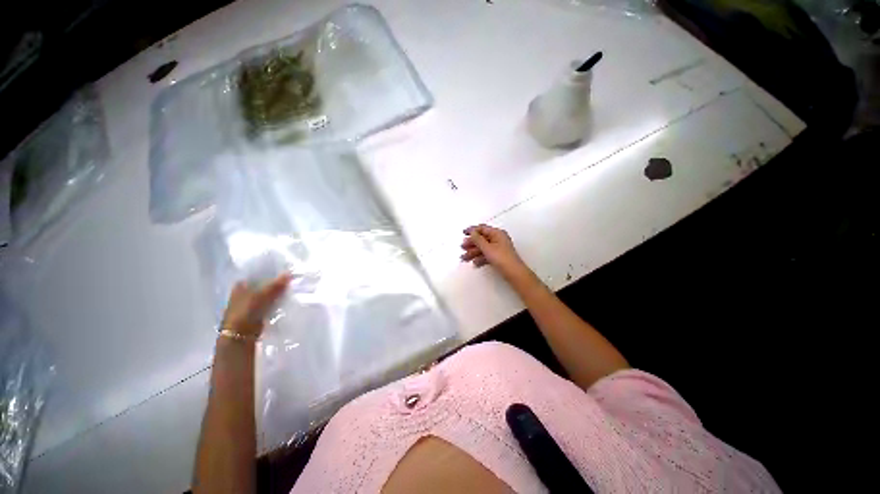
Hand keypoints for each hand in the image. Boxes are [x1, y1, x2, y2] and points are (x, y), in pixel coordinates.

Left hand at [220, 272, 292, 338]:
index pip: (258, 274)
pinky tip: (287, 300)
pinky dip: (277, 302)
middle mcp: (244, 292)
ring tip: (292, 288)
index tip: (286, 270)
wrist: (240, 336)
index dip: (271, 272)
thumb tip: (290, 272)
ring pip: (268, 294)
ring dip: (278, 293)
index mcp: (241, 285)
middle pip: (264, 284)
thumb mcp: (262, 295)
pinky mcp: (257, 313)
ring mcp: (251, 303)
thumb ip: (276, 284)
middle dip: (276, 283)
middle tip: (292, 279)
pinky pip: (270, 304)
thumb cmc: (246, 312)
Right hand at [460, 224, 526, 275]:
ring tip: (465, 258)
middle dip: (471, 243)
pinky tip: (475, 263)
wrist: (513, 273)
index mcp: (497, 233)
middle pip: (482, 239)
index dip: (472, 230)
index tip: (464, 233)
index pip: (482, 228)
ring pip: (483, 248)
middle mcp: (498, 239)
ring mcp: (498, 248)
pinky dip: (480, 258)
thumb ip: (477, 239)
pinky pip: (486, 255)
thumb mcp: (487, 248)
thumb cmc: (502, 258)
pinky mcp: (498, 257)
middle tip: (463, 247)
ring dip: (473, 252)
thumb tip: (472, 232)